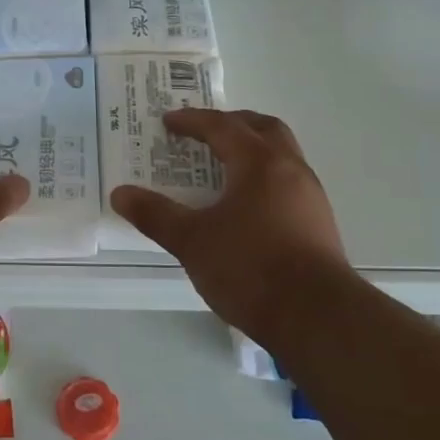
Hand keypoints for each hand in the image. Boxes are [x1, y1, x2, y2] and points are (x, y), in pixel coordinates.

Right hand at [111, 109, 349, 335]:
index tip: (168, 122)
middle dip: (232, 124)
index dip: (193, 121)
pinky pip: (289, 182)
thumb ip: (155, 215)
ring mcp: (311, 197)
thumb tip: (120, 194)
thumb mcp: (192, 241)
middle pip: (264, 128)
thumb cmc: (250, 268)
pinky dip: (264, 177)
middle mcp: (290, 170)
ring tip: (224, 167)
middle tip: (205, 132)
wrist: (317, 317)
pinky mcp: (319, 224)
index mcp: (259, 164)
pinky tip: (247, 205)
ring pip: (282, 155)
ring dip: (253, 150)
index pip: (223, 127)